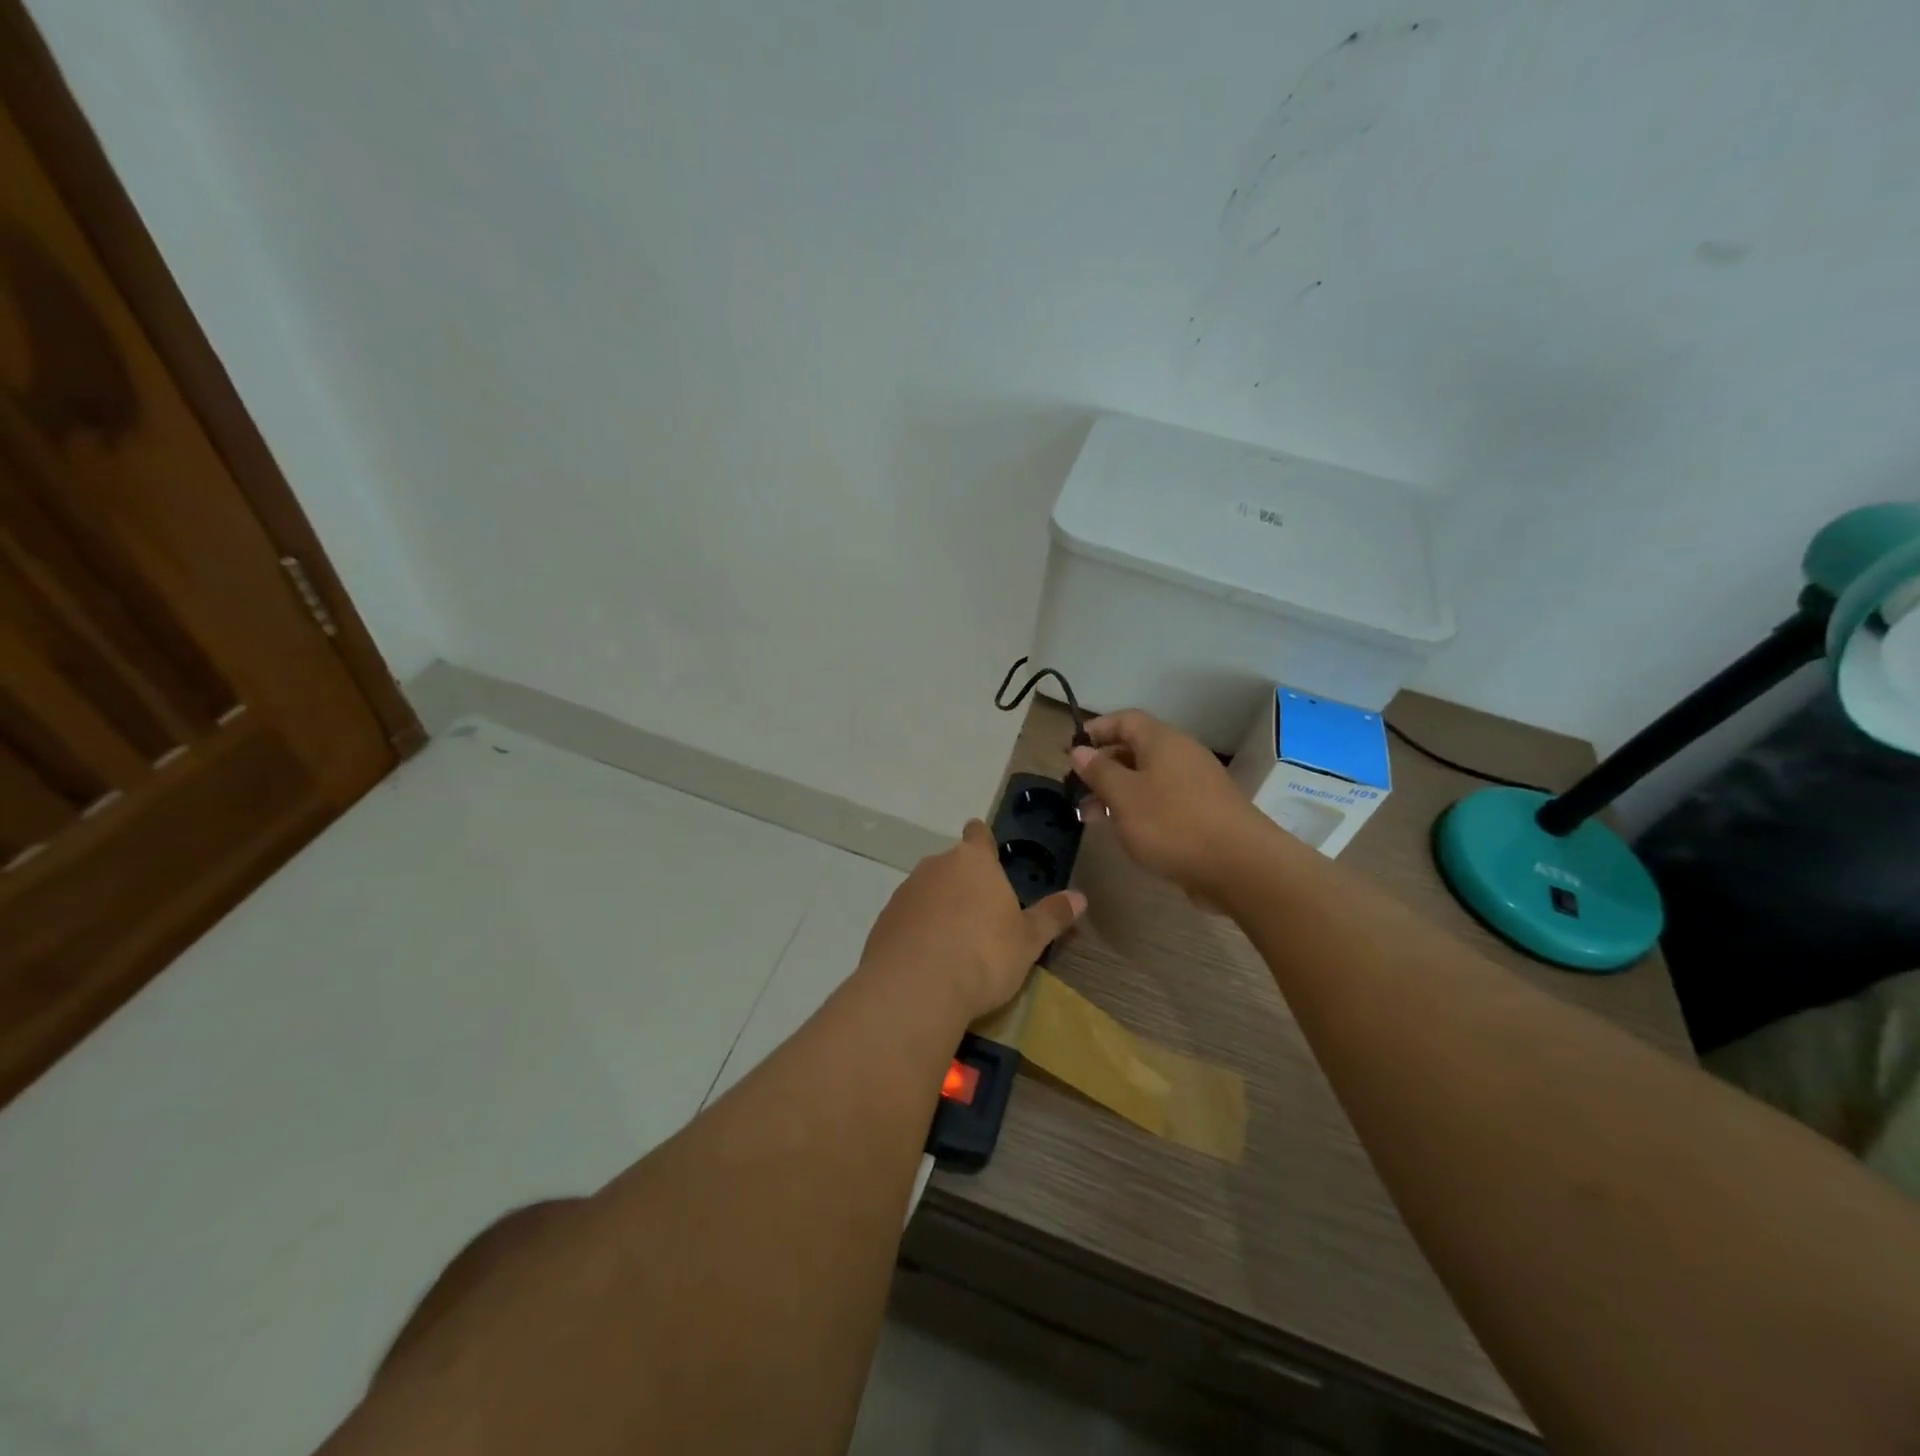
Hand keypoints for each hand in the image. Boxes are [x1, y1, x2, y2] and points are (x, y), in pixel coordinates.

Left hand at [859, 820, 1085, 1022]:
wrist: (916, 988)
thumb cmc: (983, 955)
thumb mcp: (1028, 941)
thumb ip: (1051, 917)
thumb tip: (1080, 897)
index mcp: (973, 862)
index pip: (978, 835)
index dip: (983, 840)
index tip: (987, 850)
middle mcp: (935, 866)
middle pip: (952, 865)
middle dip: (964, 883)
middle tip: (982, 914)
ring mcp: (905, 892)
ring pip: (927, 891)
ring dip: (939, 907)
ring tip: (956, 942)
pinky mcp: (884, 921)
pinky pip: (908, 918)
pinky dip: (918, 930)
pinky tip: (929, 960)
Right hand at [1069, 710, 1272, 898]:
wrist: (1241, 866)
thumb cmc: (1172, 824)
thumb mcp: (1124, 797)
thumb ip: (1099, 771)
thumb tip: (1080, 750)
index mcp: (1162, 741)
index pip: (1124, 720)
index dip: (1095, 729)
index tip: (1069, 750)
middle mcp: (1182, 755)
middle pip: (1135, 749)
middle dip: (1102, 766)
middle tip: (1075, 789)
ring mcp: (1196, 784)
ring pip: (1147, 778)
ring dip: (1117, 792)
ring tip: (1091, 816)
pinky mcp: (1205, 812)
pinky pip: (1163, 800)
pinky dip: (1139, 809)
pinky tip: (1125, 832)